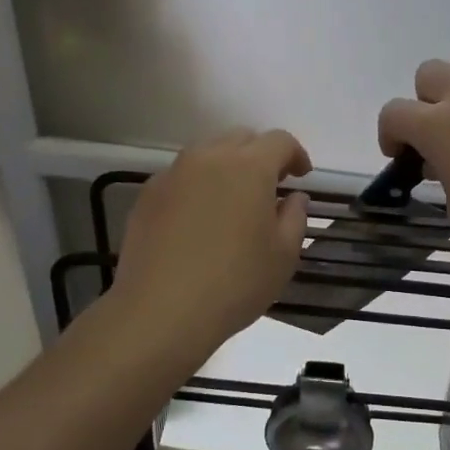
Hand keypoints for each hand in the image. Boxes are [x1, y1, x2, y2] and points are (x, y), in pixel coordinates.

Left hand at [110, 128, 312, 355]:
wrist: (160, 311)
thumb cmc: (234, 283)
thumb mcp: (283, 256)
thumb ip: (295, 217)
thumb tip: (293, 197)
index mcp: (250, 167)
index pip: (279, 141)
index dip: (296, 155)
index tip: (301, 177)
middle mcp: (210, 157)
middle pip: (241, 138)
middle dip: (260, 155)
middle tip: (269, 187)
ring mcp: (174, 173)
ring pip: (208, 153)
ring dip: (227, 166)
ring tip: (232, 201)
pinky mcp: (148, 194)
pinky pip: (181, 176)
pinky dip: (197, 185)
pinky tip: (198, 220)